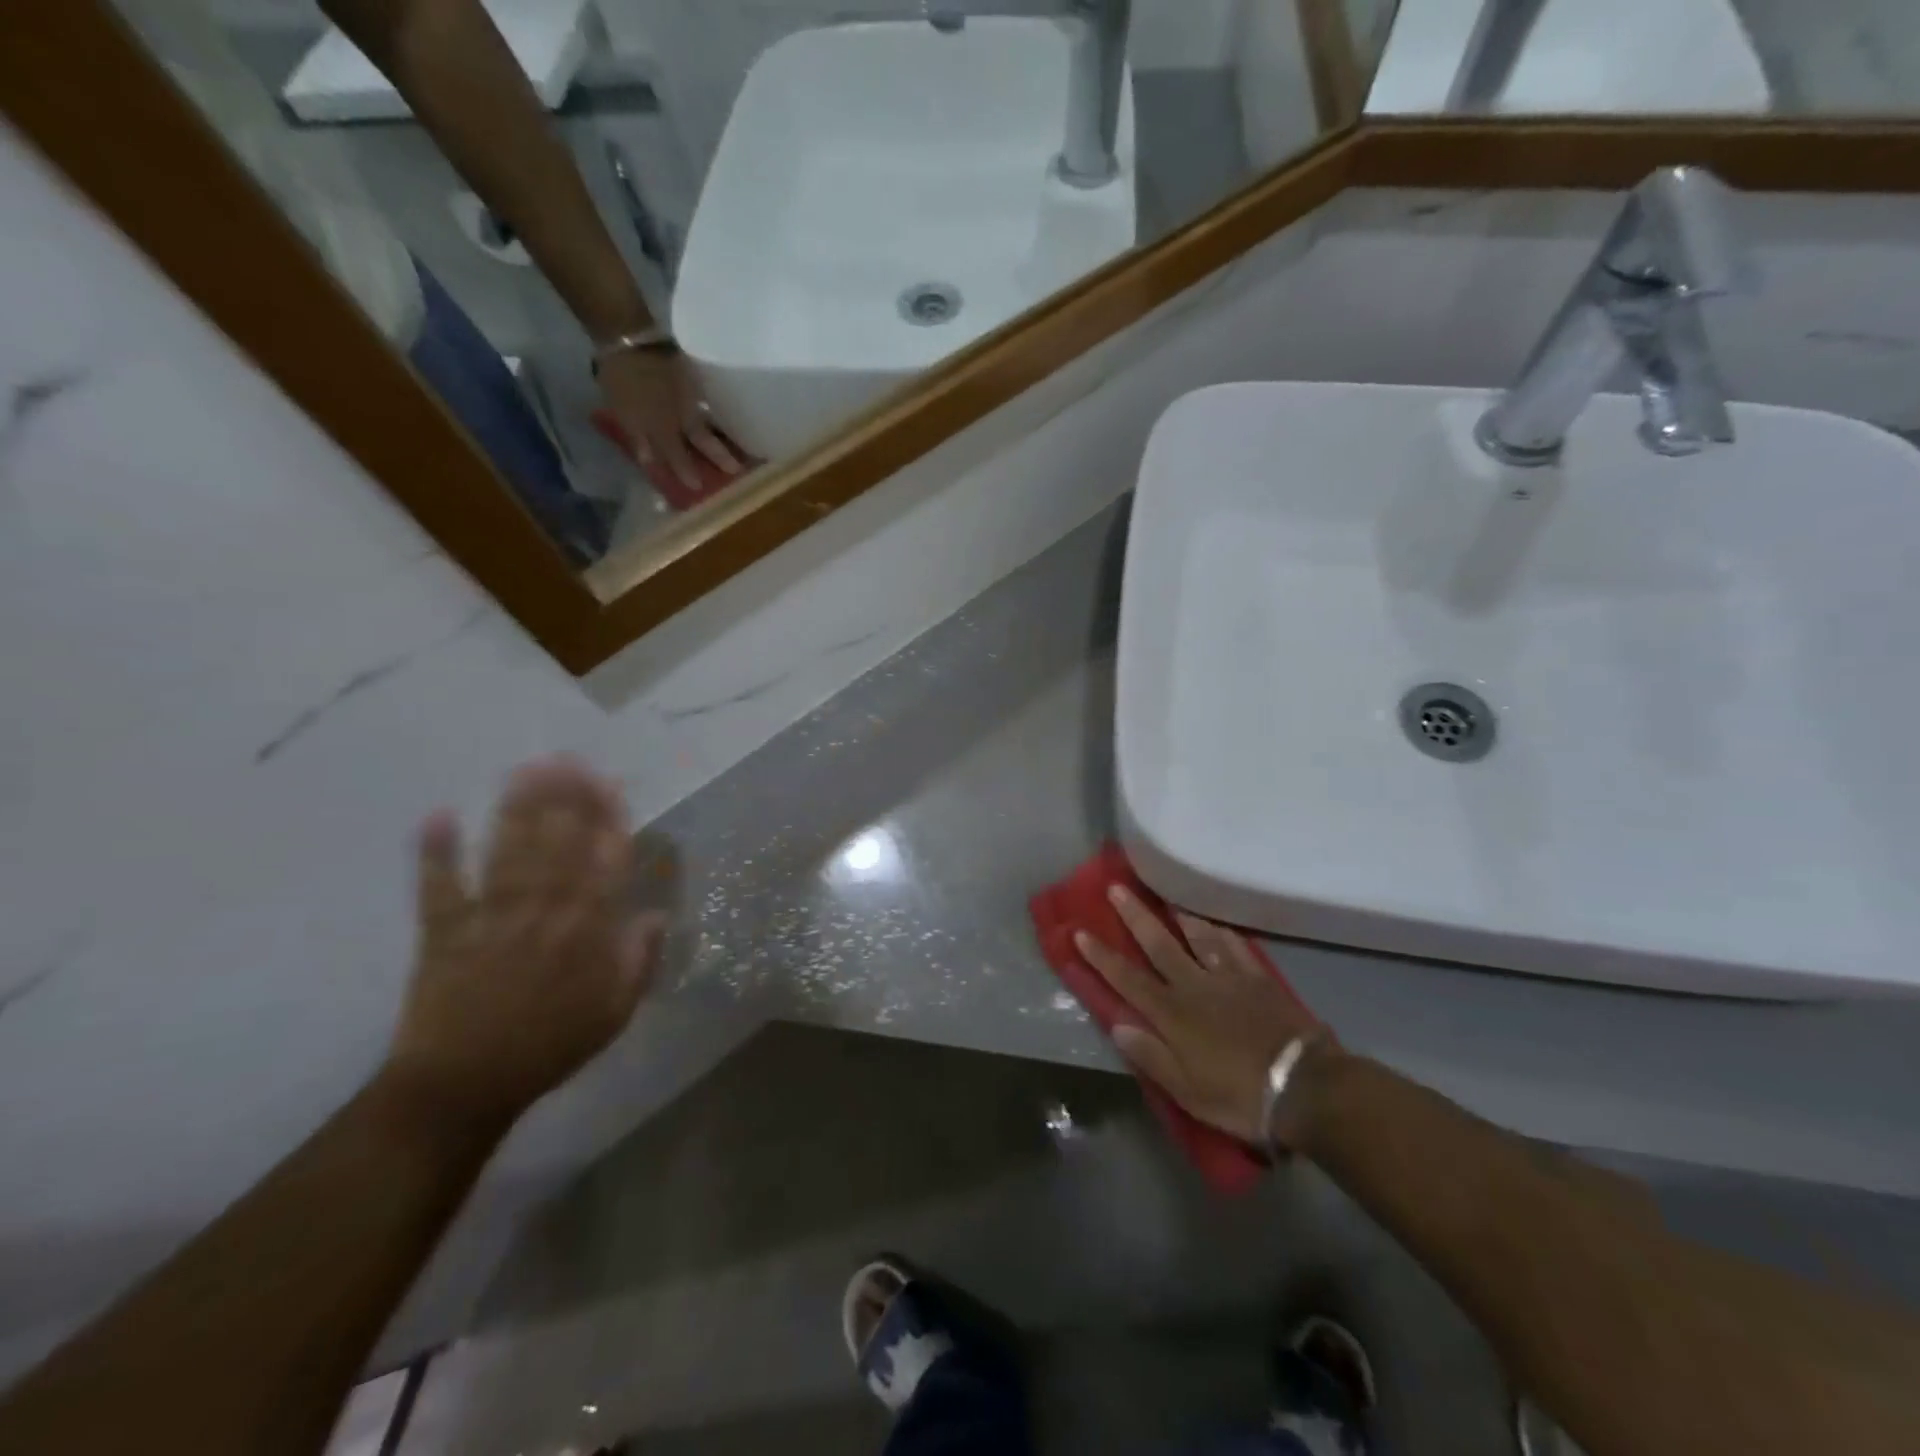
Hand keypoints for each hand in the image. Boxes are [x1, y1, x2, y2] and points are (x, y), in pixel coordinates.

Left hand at [385, 757, 666, 1129]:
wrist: (463, 1087)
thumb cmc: (550, 1046)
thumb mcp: (616, 1012)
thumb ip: (640, 959)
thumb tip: (658, 914)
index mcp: (587, 930)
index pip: (603, 862)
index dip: (607, 819)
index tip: (609, 784)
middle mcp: (543, 912)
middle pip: (557, 844)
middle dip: (564, 798)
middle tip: (567, 759)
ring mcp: (490, 918)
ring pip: (509, 853)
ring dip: (517, 810)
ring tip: (524, 771)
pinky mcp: (442, 932)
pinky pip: (439, 886)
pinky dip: (436, 852)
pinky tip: (439, 815)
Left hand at [597, 348, 743, 495]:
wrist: (629, 337)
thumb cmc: (622, 379)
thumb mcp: (623, 412)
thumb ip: (639, 438)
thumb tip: (650, 461)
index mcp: (664, 427)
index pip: (678, 455)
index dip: (688, 472)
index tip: (700, 488)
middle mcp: (684, 416)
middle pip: (705, 440)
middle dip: (721, 456)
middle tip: (738, 470)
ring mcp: (693, 397)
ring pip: (712, 420)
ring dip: (727, 435)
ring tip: (744, 447)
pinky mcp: (697, 380)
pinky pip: (711, 402)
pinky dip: (719, 413)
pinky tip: (729, 419)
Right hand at [1073, 888, 1332, 1147]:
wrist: (1304, 1086)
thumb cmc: (1239, 1096)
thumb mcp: (1187, 1091)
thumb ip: (1151, 1057)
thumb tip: (1118, 1026)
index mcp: (1172, 1014)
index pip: (1128, 979)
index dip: (1102, 956)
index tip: (1081, 931)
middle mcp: (1195, 986)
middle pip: (1159, 945)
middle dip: (1135, 917)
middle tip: (1117, 888)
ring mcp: (1229, 978)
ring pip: (1199, 937)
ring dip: (1179, 916)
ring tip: (1167, 900)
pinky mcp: (1259, 979)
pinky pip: (1236, 947)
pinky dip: (1222, 933)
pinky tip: (1218, 926)